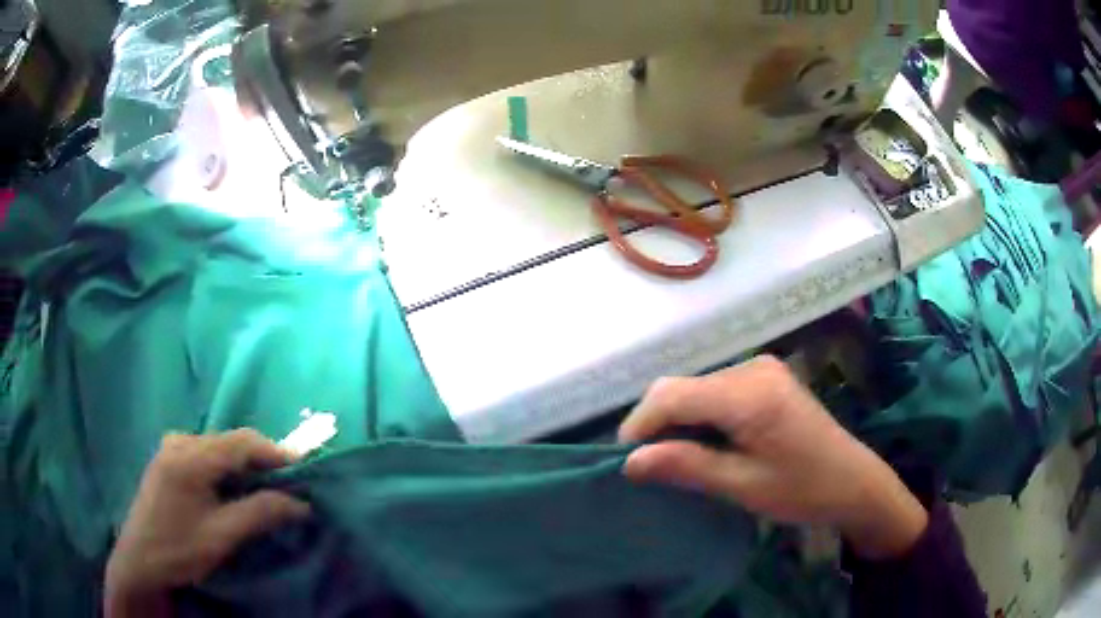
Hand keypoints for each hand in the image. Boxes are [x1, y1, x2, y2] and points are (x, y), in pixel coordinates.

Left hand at [104, 429, 311, 617]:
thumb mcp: (222, 536)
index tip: (304, 469)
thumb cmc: (179, 549)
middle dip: (261, 459)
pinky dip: (226, 467)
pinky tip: (232, 488)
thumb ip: (260, 513)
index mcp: (189, 457)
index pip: (241, 443)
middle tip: (288, 484)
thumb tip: (300, 503)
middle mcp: (179, 442)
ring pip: (218, 447)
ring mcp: (170, 448)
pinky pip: (204, 453)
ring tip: (264, 488)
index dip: (275, 452)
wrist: (140, 560)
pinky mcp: (167, 459)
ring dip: (243, 464)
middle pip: (229, 441)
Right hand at [619, 356, 927, 559]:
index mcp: (749, 394)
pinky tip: (704, 442)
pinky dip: (699, 414)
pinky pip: (715, 389)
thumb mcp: (743, 486)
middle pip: (681, 386)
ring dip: (677, 419)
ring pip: (696, 387)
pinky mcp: (766, 377)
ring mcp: (761, 369)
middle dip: (656, 423)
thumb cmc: (803, 490)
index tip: (625, 462)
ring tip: (675, 458)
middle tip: (649, 466)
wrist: (853, 481)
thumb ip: (687, 467)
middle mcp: (752, 368)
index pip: (672, 395)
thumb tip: (630, 462)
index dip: (640, 425)